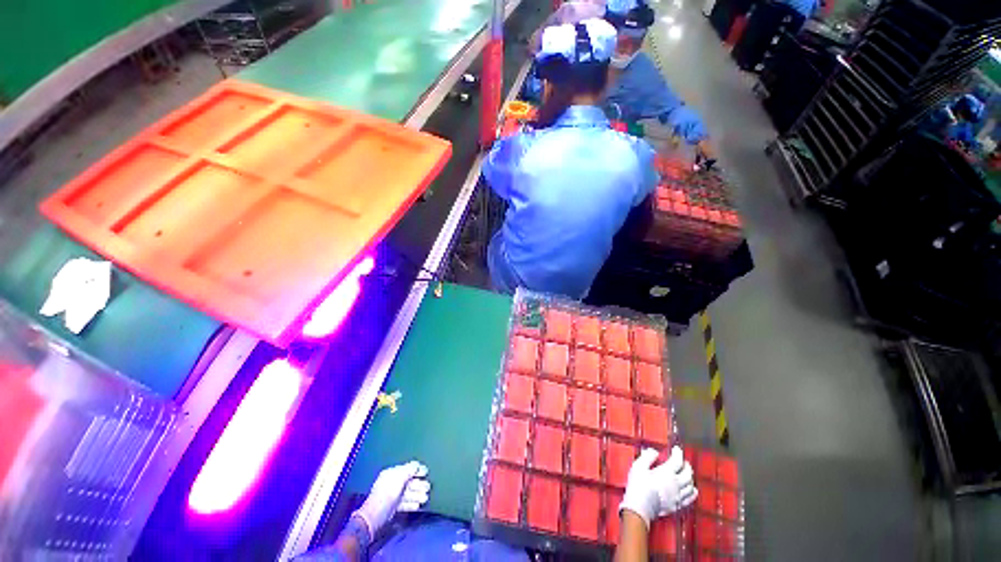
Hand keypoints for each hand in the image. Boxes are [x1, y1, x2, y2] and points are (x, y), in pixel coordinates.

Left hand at [354, 461, 430, 536]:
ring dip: (417, 495)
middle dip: (419, 485)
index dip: (417, 470)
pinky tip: (418, 506)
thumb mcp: (399, 478)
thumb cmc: (387, 494)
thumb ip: (409, 470)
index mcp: (392, 474)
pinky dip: (411, 504)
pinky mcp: (392, 508)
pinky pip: (404, 503)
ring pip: (407, 493)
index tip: (426, 472)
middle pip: (409, 482)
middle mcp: (392, 483)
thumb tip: (417, 466)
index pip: (407, 469)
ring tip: (425, 498)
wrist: (374, 517)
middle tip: (428, 488)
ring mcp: (392, 496)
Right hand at [619, 447, 696, 527]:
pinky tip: (692, 490)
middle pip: (688, 473)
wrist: (639, 508)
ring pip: (691, 486)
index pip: (677, 461)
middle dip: (686, 465)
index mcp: (666, 473)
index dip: (678, 453)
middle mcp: (675, 484)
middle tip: (682, 461)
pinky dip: (692, 492)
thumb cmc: (638, 485)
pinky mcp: (677, 505)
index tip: (676, 449)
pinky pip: (690, 499)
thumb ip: (647, 456)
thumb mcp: (638, 466)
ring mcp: (678, 496)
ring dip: (690, 478)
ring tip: (687, 473)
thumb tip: (655, 451)